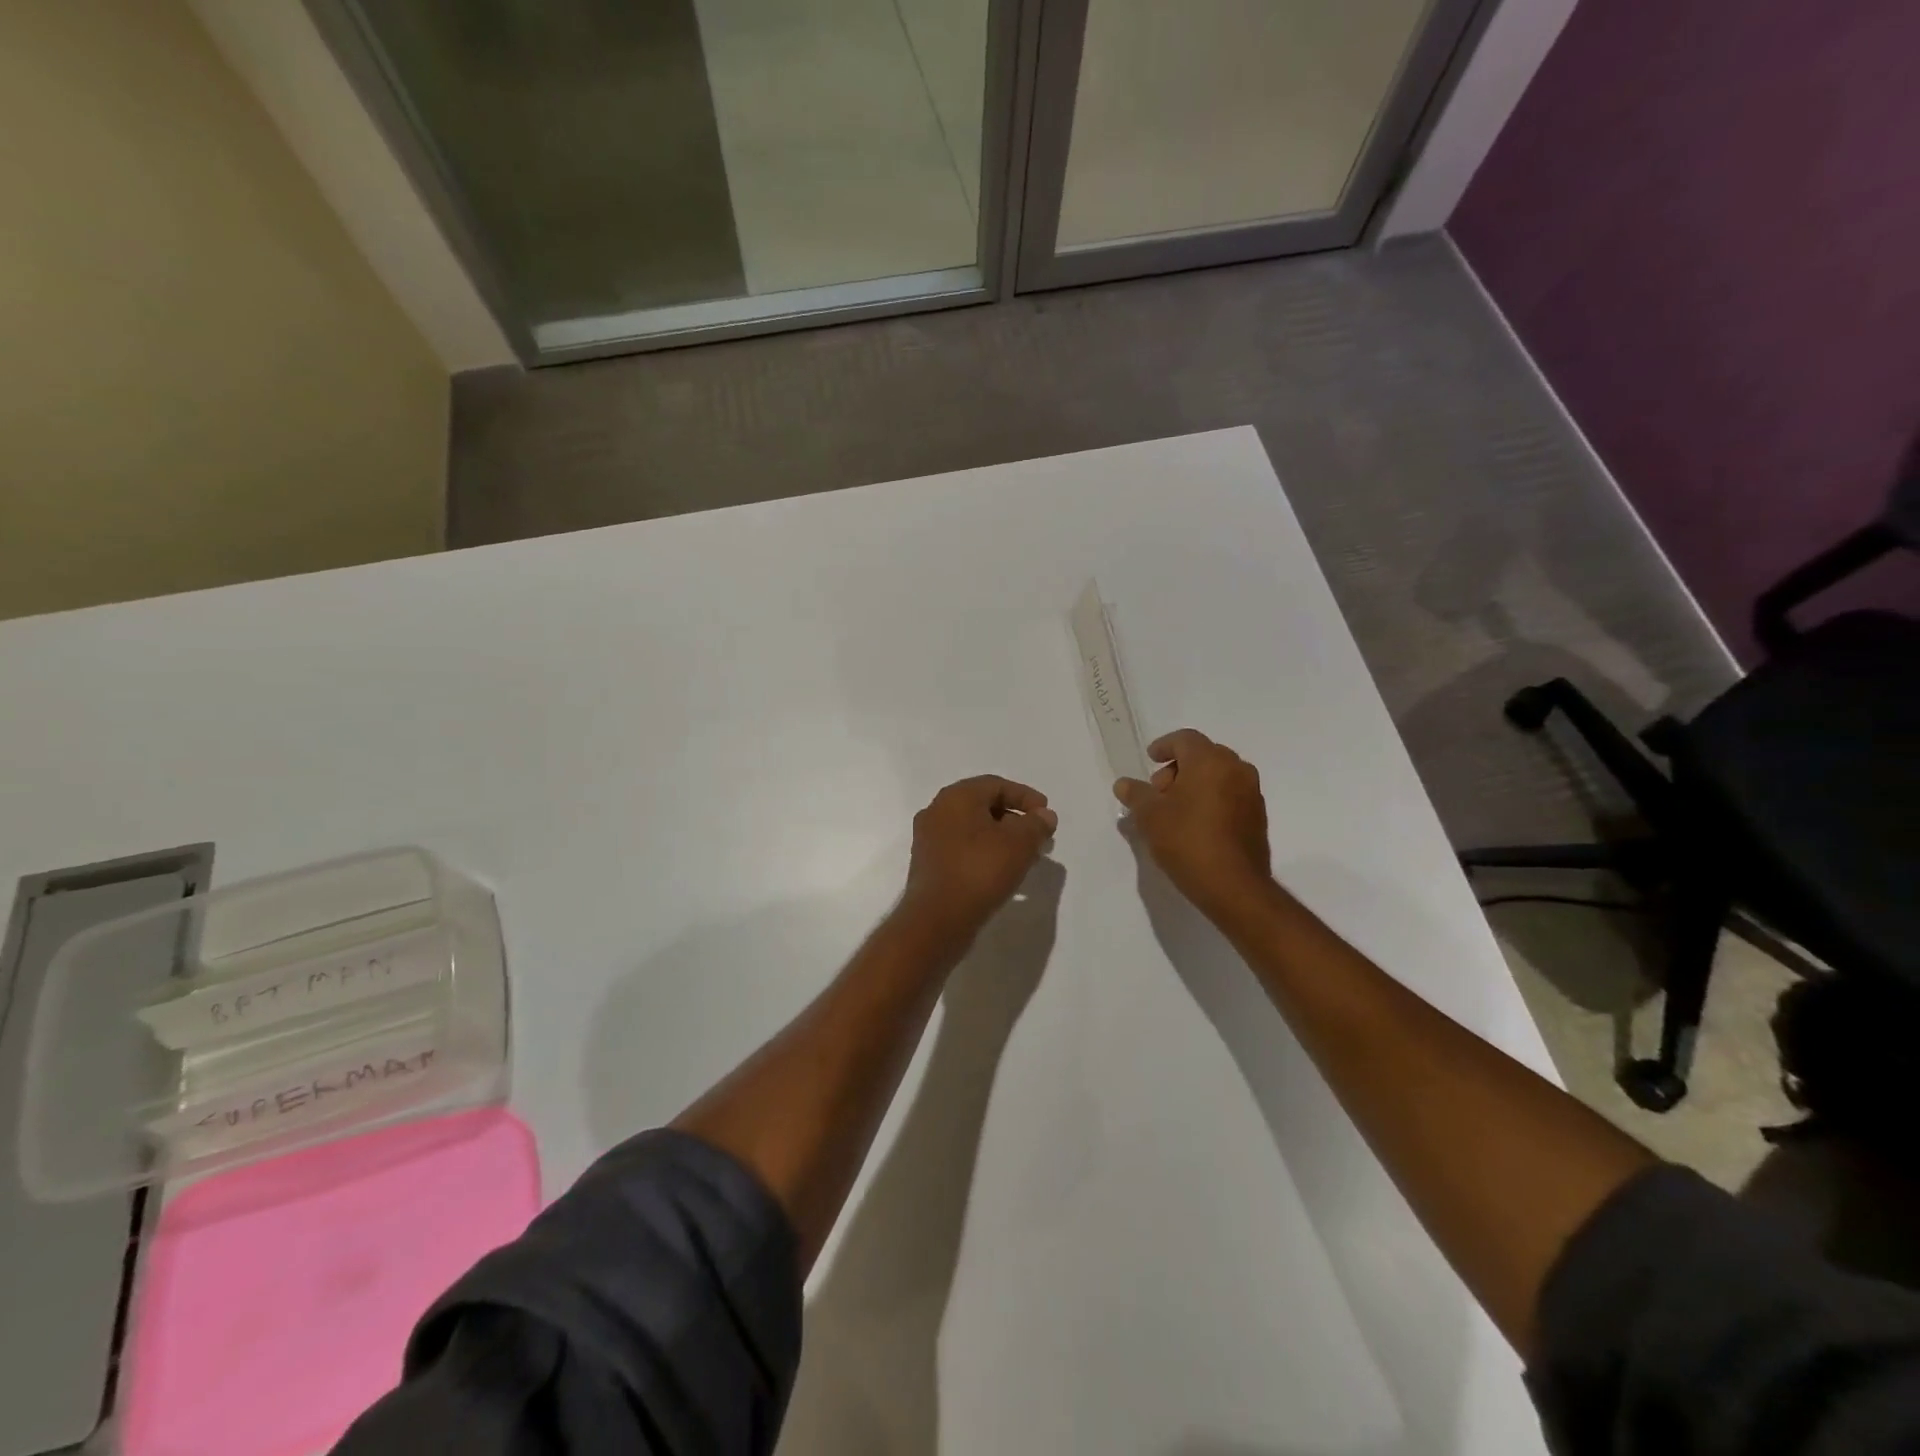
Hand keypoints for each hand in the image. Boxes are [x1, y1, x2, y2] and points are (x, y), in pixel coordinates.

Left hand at [900, 776, 1057, 942]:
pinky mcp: (929, 865)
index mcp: (956, 797)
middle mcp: (937, 811)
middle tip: (1039, 836)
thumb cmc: (979, 871)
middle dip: (1015, 819)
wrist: (937, 919)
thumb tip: (1044, 816)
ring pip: (973, 830)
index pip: (996, 785)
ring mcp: (929, 839)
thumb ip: (1036, 824)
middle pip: (983, 806)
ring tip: (1026, 857)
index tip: (1046, 814)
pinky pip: (963, 849)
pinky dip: (985, 853)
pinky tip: (1003, 872)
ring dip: (1001, 838)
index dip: (1026, 796)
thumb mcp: (1019, 843)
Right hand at [1114, 730, 1272, 922]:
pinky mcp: (1258, 817)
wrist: (1233, 886)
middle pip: (1203, 755)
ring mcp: (1252, 793)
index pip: (1185, 739)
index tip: (1150, 759)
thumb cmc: (1187, 841)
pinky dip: (1212, 799)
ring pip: (1219, 775)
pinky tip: (1195, 824)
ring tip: (1174, 811)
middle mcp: (1236, 769)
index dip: (1164, 746)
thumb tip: (1124, 784)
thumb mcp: (1149, 816)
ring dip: (1195, 784)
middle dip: (1178, 768)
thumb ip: (1135, 794)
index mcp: (1210, 761)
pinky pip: (1230, 795)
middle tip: (1158, 792)